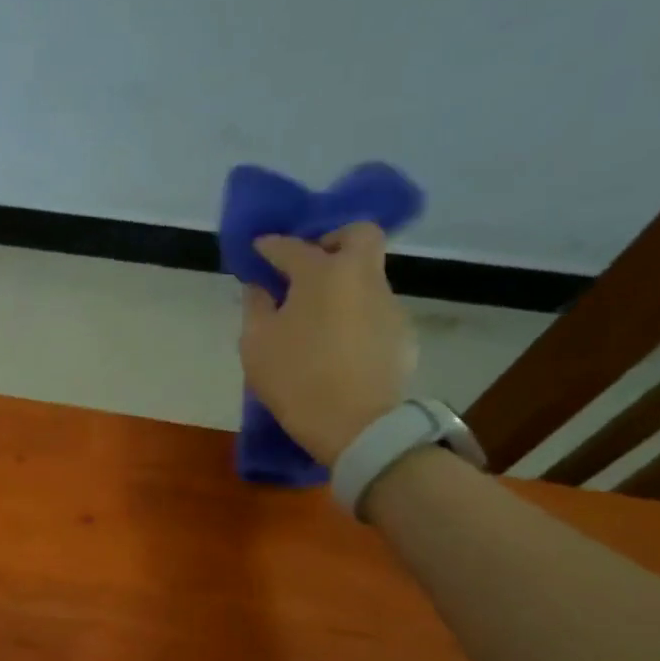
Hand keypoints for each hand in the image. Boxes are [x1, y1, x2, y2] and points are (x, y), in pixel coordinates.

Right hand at [239, 222, 415, 465]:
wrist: (356, 426)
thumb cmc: (295, 379)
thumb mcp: (256, 343)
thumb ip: (256, 306)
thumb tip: (260, 286)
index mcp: (323, 274)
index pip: (292, 246)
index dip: (270, 246)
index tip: (258, 250)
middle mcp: (363, 277)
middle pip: (358, 234)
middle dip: (331, 240)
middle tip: (307, 265)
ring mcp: (388, 304)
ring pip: (367, 275)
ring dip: (341, 283)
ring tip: (316, 315)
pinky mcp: (402, 332)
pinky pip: (373, 308)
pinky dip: (354, 313)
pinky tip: (337, 343)